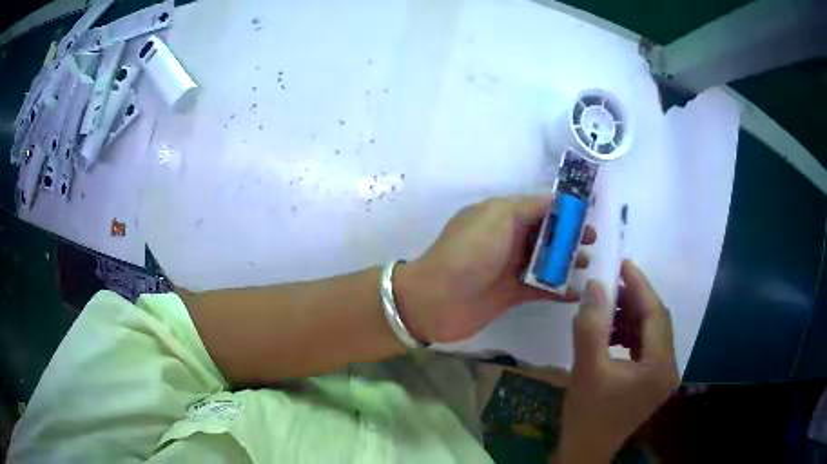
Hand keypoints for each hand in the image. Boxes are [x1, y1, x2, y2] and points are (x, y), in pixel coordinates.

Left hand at [395, 194, 595, 342]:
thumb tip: (555, 199)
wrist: (437, 300)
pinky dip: (559, 290)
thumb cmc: (469, 252)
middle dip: (569, 235)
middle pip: (545, 233)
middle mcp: (507, 239)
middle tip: (592, 241)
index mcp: (502, 215)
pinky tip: (577, 293)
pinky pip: (541, 289)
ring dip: (567, 261)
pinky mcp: (511, 294)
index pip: (539, 207)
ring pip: (546, 261)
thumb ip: (528, 206)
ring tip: (586, 265)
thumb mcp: (497, 215)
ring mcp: (509, 268)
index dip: (564, 209)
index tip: (588, 213)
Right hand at [557, 260, 678, 463]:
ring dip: (631, 316)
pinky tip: (611, 333)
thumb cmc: (587, 415)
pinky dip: (630, 334)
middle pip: (657, 322)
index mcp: (660, 366)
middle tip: (611, 283)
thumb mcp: (585, 370)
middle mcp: (669, 368)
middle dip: (635, 299)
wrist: (585, 451)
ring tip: (607, 307)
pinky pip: (645, 347)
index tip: (622, 263)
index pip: (656, 315)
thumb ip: (591, 327)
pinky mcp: (652, 381)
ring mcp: (662, 376)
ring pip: (651, 333)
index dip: (640, 286)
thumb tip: (596, 286)